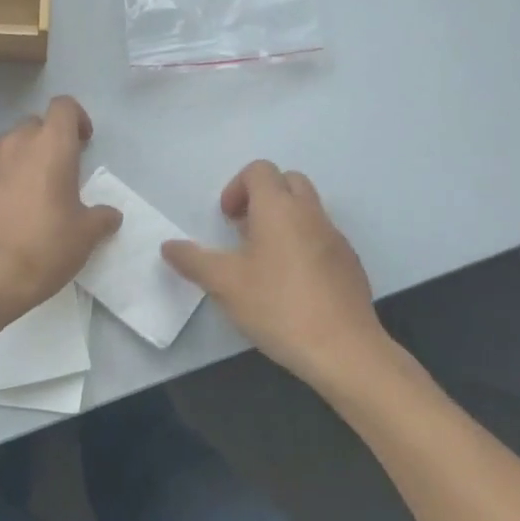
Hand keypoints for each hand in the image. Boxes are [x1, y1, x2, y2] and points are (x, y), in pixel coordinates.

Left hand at [0, 96, 121, 333]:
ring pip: (6, 142)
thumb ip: (101, 217)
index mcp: (52, 145)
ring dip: (18, 156)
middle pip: (35, 124)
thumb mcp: (85, 236)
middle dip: (47, 141)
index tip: (82, 143)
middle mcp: (17, 140)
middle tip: (55, 173)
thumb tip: (111, 215)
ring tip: (23, 188)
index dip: (76, 118)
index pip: (64, 106)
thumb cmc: (45, 248)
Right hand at [162, 161, 391, 392]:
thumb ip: (193, 260)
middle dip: (262, 197)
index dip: (237, 187)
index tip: (227, 220)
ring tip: (265, 261)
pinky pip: (323, 237)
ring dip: (284, 220)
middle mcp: (310, 213)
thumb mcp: (224, 284)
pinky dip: (304, 244)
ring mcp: (335, 238)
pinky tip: (293, 284)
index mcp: (278, 207)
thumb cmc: (278, 306)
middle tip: (244, 232)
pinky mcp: (350, 264)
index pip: (259, 170)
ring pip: (307, 209)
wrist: (344, 350)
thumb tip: (168, 246)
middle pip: (287, 181)